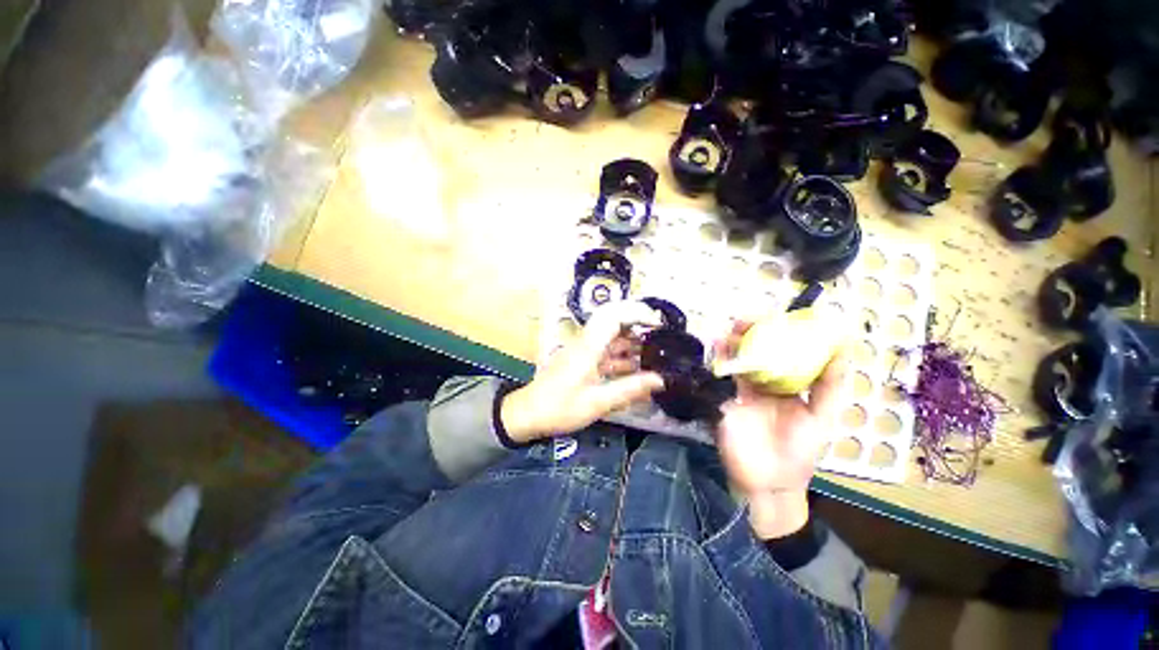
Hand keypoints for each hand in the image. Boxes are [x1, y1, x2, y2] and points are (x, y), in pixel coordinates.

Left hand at [500, 301, 665, 442]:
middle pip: (613, 321)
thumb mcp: (596, 403)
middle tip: (660, 335)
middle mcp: (586, 343)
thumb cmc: (559, 408)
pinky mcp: (582, 361)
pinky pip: (606, 352)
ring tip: (654, 353)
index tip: (657, 322)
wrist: (528, 414)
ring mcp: (583, 351)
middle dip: (637, 323)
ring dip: (631, 342)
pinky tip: (636, 370)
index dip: (637, 313)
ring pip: (611, 337)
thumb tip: (659, 380)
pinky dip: (622, 357)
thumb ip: (628, 390)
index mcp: (588, 346)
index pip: (613, 315)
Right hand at [713, 320, 847, 538]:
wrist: (768, 483)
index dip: (778, 333)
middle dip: (748, 334)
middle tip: (743, 321)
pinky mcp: (723, 401)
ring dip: (730, 345)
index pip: (783, 353)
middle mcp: (763, 384)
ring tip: (727, 332)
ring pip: (735, 362)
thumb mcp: (822, 419)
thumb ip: (830, 387)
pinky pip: (719, 379)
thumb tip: (843, 349)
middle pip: (754, 352)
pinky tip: (716, 351)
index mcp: (788, 386)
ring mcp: (741, 391)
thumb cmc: (800, 453)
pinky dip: (717, 363)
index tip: (775, 317)